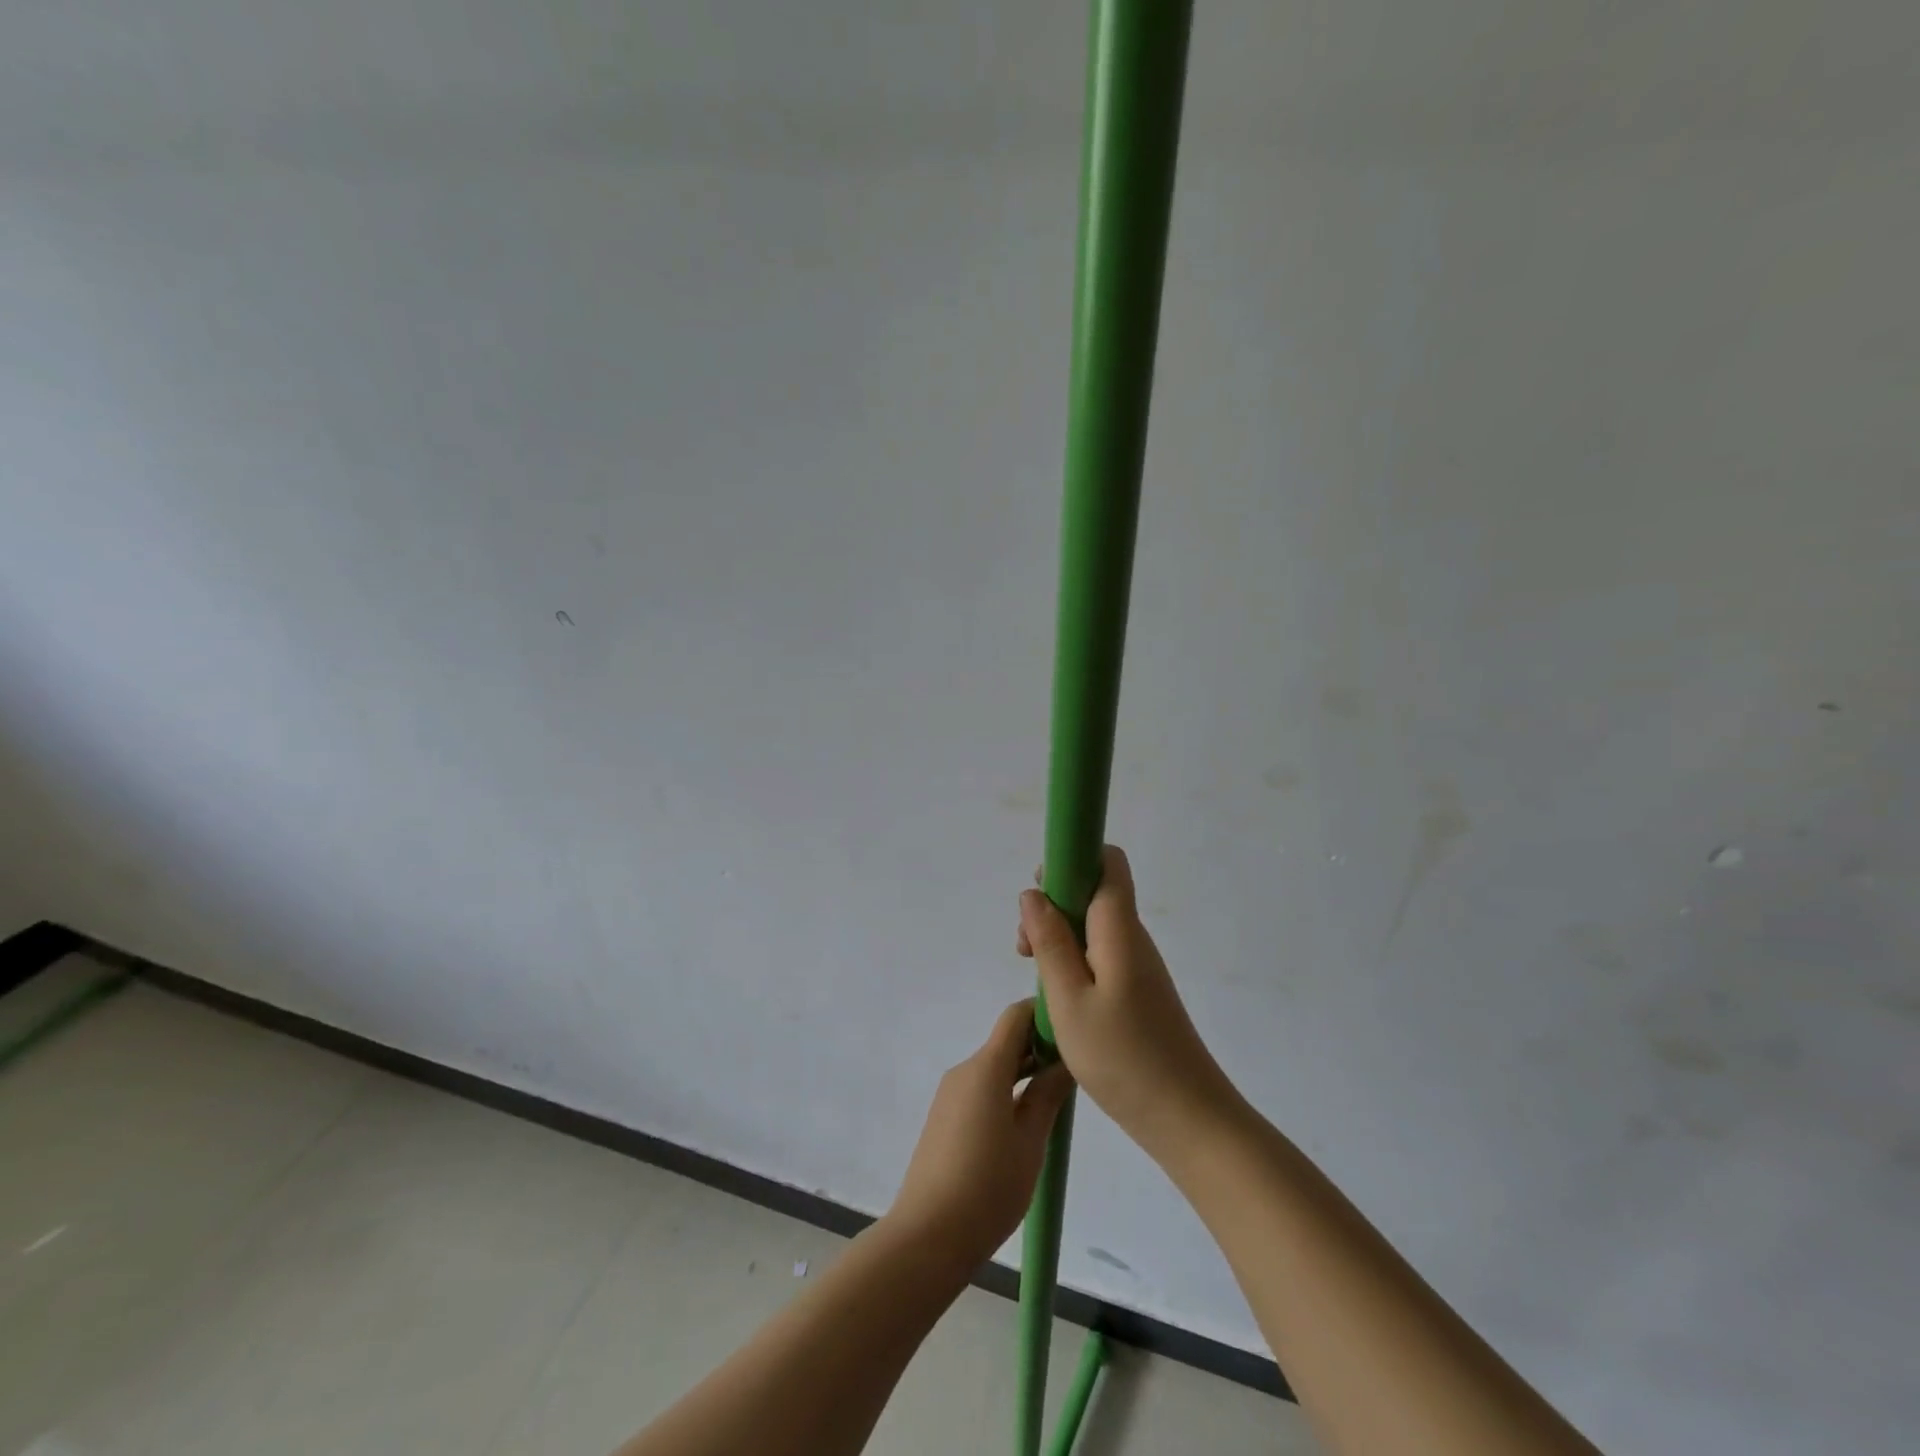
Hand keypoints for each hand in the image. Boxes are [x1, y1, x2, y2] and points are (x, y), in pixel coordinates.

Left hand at [888, 1000, 1074, 1267]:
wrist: (928, 1235)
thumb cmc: (988, 1186)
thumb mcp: (1030, 1141)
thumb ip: (1048, 1095)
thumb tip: (1066, 1060)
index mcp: (986, 1067)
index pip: (1015, 1017)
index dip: (1044, 1015)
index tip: (1073, 1033)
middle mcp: (964, 1070)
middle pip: (1005, 1043)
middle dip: (1039, 1049)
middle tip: (1075, 1072)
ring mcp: (950, 1094)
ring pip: (994, 1069)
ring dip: (1024, 1074)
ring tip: (1056, 1102)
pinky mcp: (944, 1118)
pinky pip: (980, 1091)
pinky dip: (1005, 1094)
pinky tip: (1024, 1126)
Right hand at [1018, 846, 1241, 1159]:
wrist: (1188, 1119)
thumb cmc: (1123, 1058)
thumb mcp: (1069, 1000)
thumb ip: (1050, 942)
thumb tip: (1032, 893)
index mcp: (1120, 929)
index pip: (1107, 861)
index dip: (1071, 860)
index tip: (1038, 893)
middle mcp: (1133, 938)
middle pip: (1093, 893)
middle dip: (1053, 907)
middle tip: (1025, 951)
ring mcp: (1138, 966)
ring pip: (1093, 928)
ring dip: (1059, 940)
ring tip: (1037, 980)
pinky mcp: (1139, 991)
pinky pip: (1100, 957)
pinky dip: (1073, 965)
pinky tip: (1059, 1001)